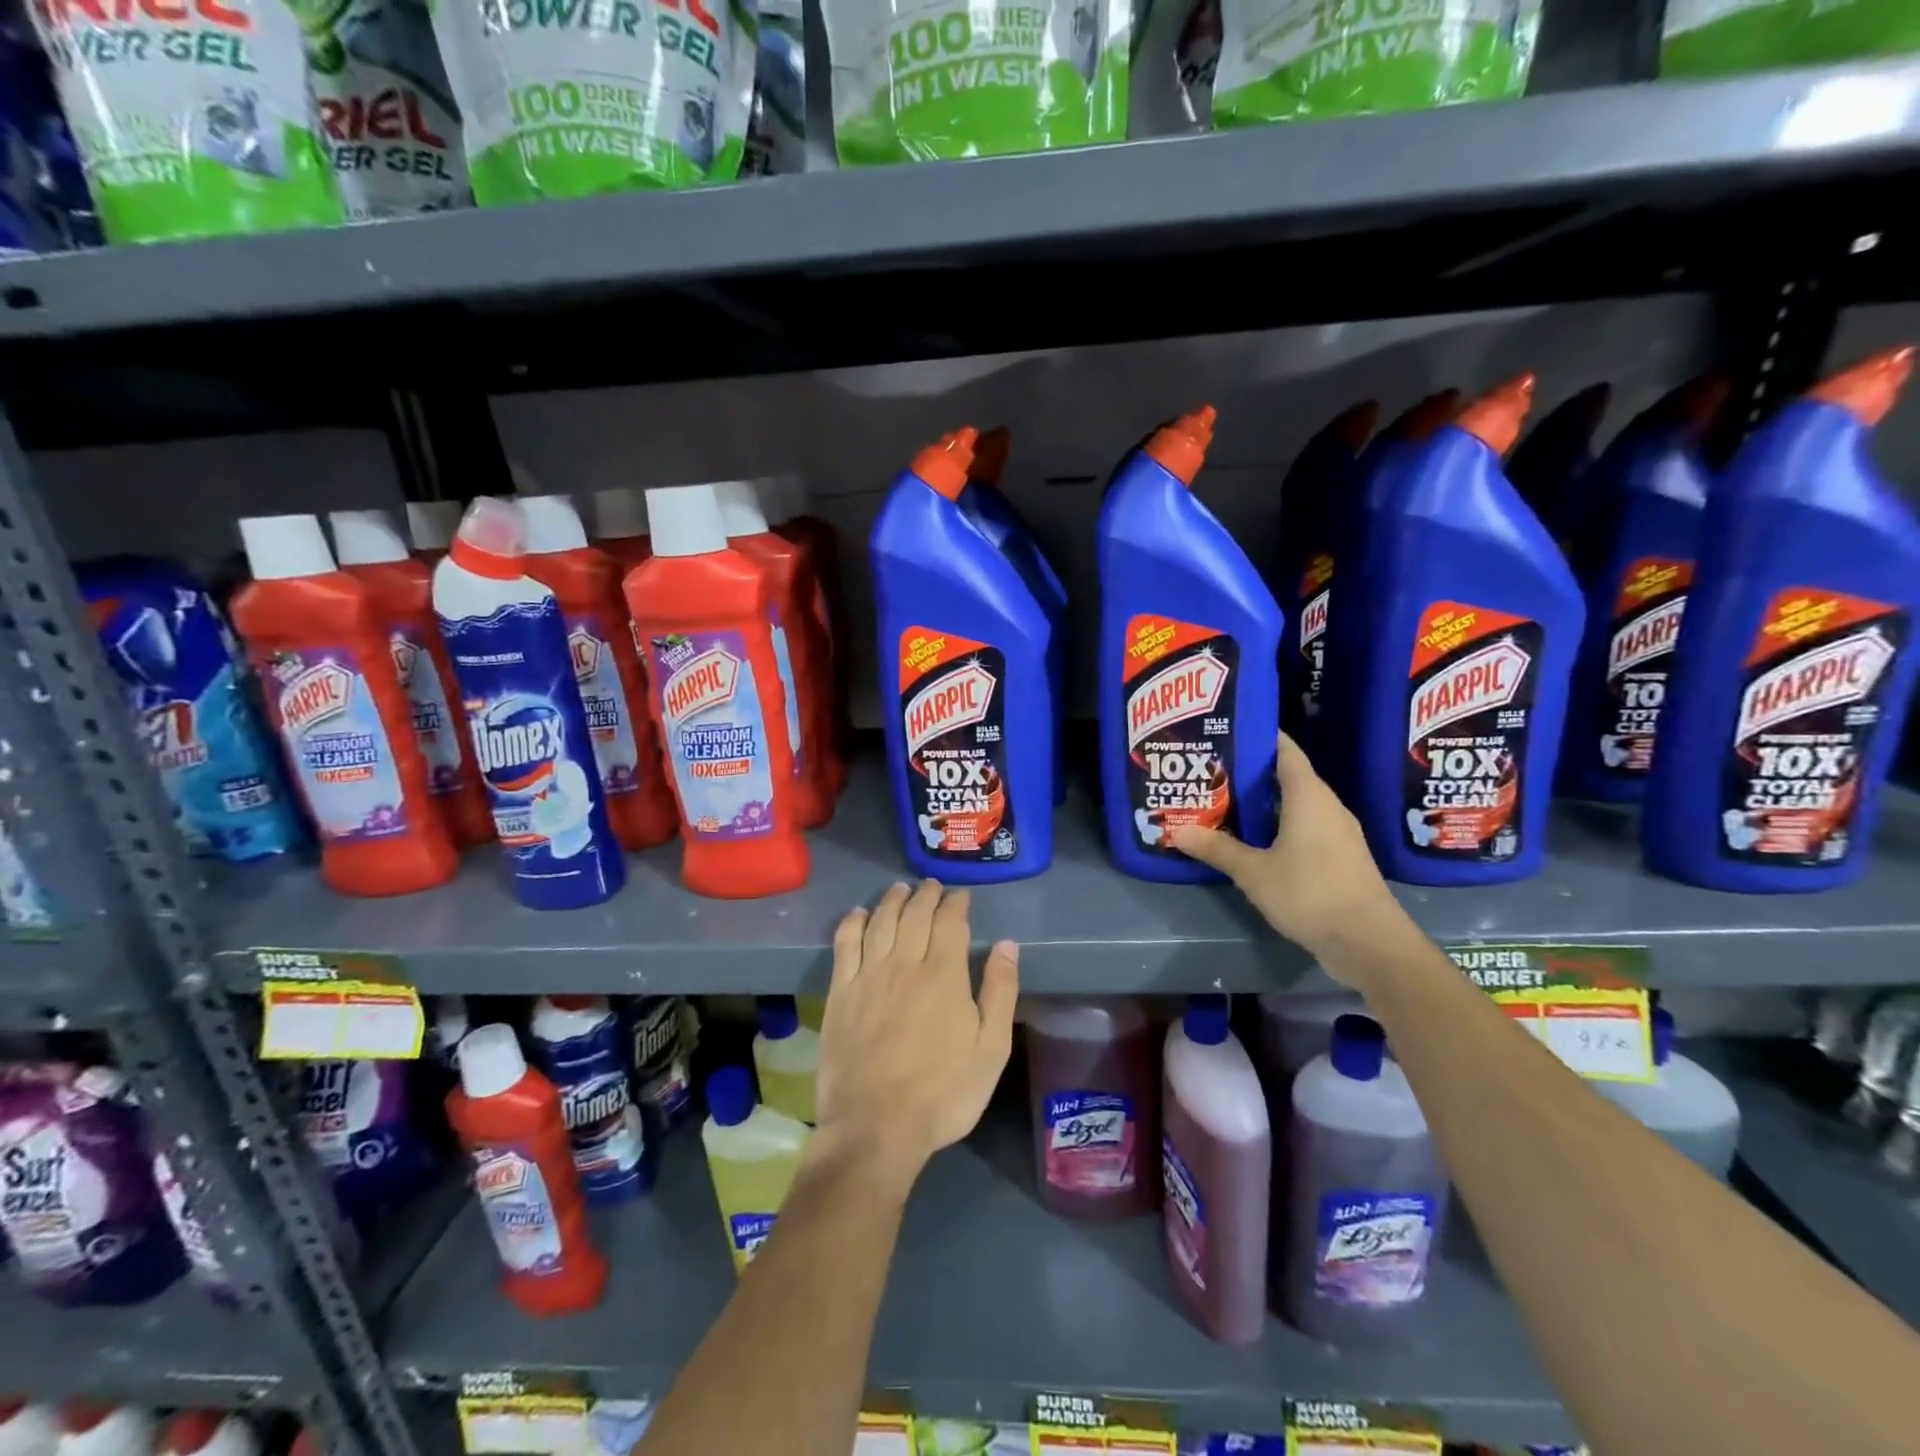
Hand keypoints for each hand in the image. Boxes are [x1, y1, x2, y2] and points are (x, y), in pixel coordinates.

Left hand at [814, 881, 1018, 1192]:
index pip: (950, 922)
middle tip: (932, 886)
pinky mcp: (840, 993)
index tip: (961, 896)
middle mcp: (904, 964)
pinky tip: (858, 914)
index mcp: (944, 975)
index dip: (956, 904)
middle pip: (915, 915)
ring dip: (892, 901)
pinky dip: (852, 923)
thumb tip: (1007, 945)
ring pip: (881, 922)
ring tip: (901, 889)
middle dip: (926, 895)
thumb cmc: (943, 1093)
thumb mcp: (990, 1049)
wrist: (875, 1128)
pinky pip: (845, 945)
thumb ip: (1000, 992)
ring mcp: (868, 976)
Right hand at [1171, 732, 1403, 973]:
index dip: (1258, 736)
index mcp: (1308, 796)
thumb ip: (1217, 849)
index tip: (1226, 730)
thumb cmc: (1310, 893)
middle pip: (1286, 776)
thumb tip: (1176, 830)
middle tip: (1210, 770)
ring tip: (1223, 802)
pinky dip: (1278, 826)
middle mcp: (1326, 806)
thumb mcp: (1254, 872)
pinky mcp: (1340, 857)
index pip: (1284, 750)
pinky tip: (1252, 840)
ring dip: (1262, 803)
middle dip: (1249, 773)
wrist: (1369, 942)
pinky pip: (1304, 828)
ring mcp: (1337, 832)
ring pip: (1295, 805)